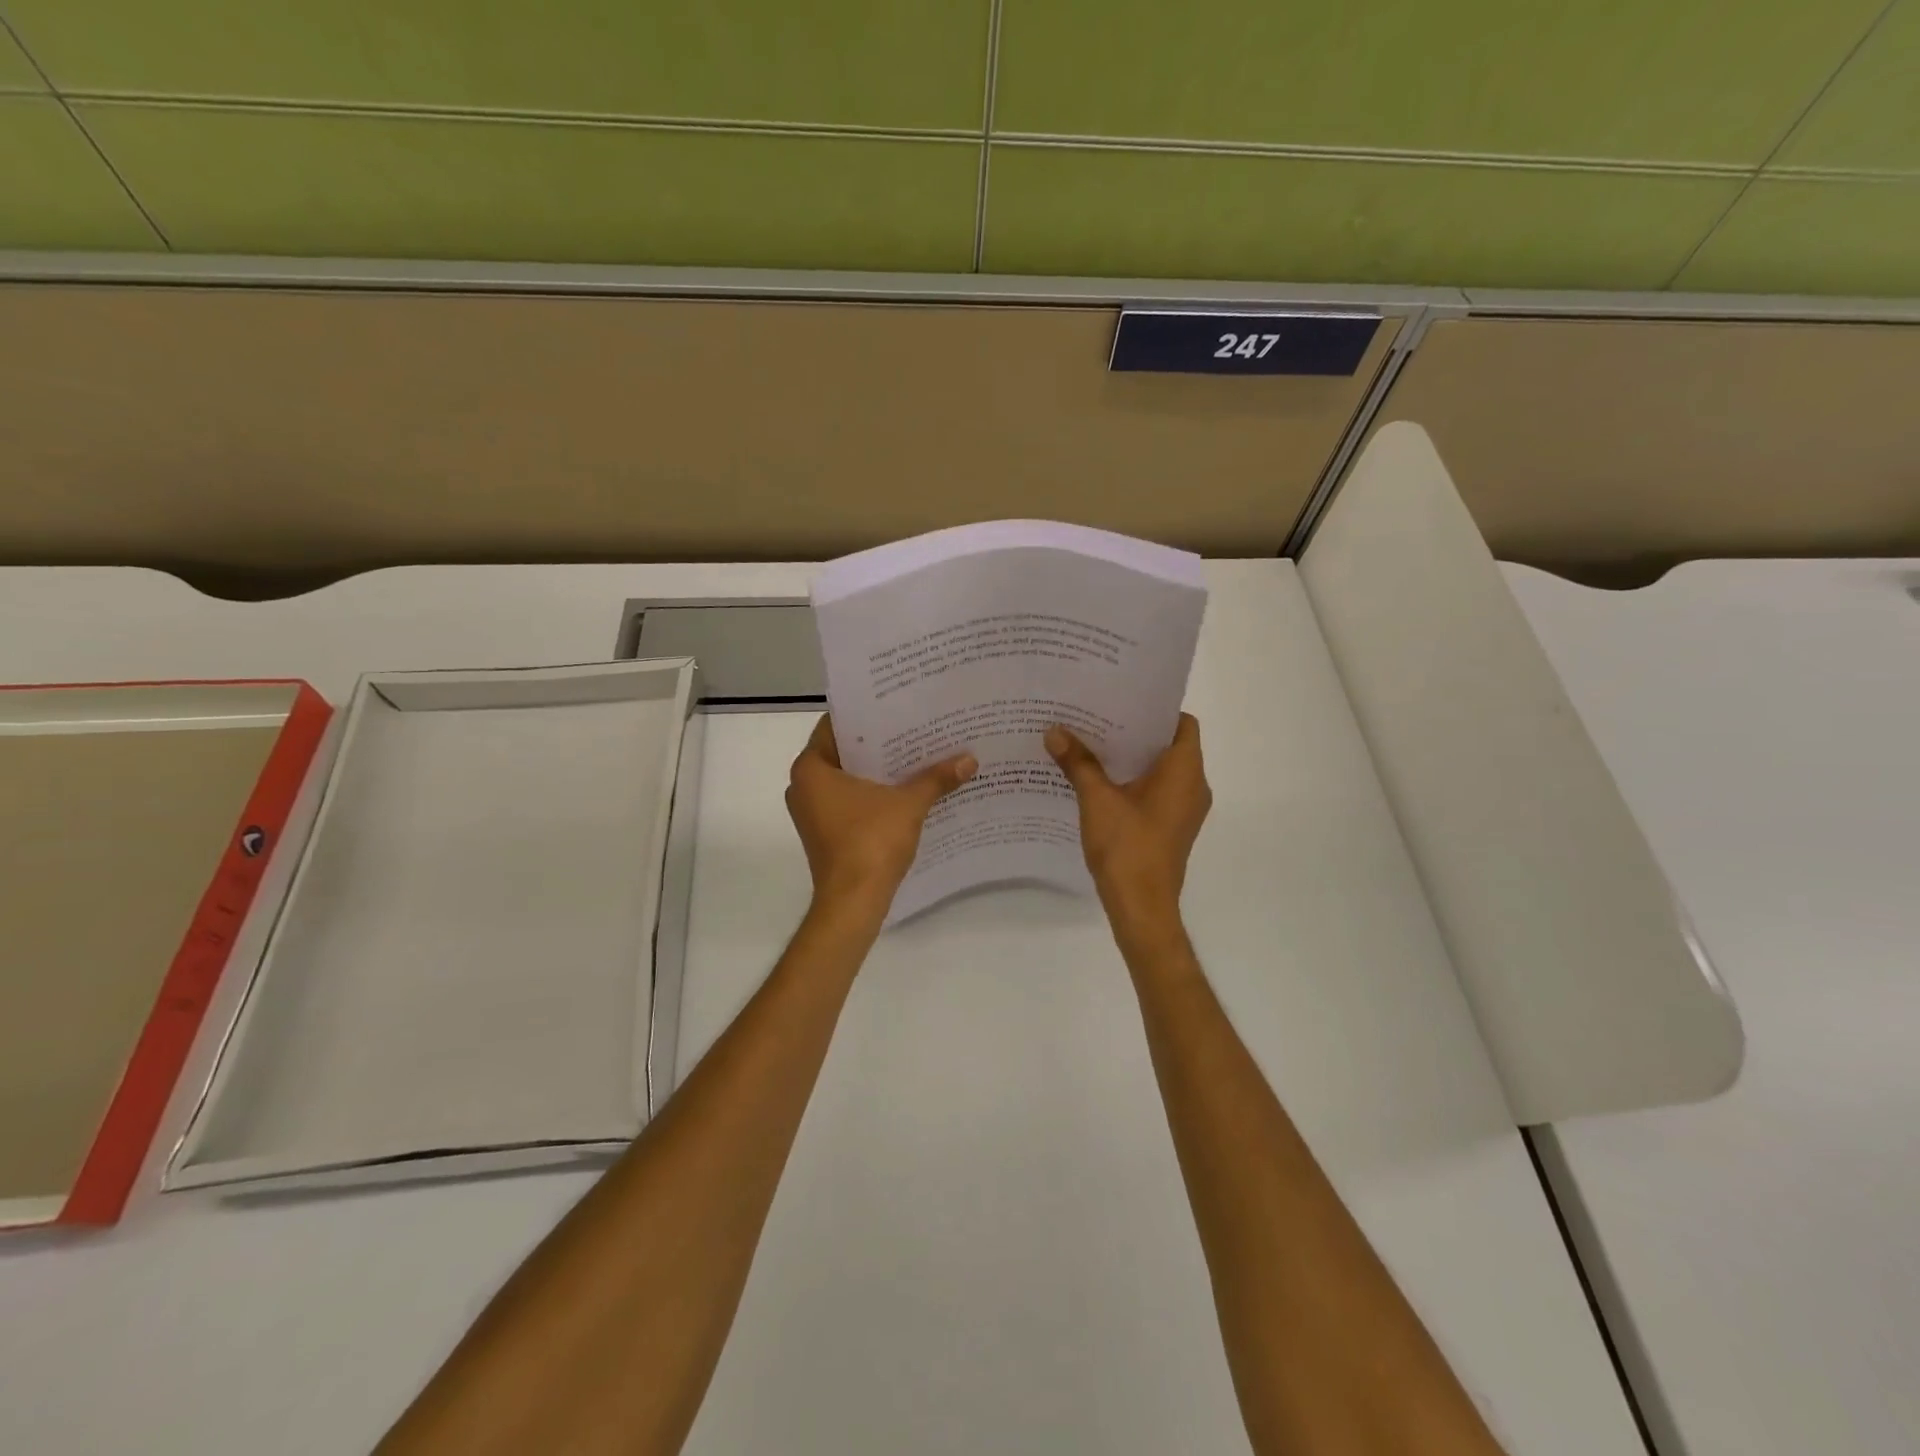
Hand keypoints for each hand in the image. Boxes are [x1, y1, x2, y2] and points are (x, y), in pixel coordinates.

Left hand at [786, 715, 976, 920]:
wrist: (853, 903)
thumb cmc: (870, 842)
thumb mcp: (909, 804)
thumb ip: (936, 778)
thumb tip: (970, 760)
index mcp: (810, 768)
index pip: (836, 725)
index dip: (867, 716)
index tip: (895, 707)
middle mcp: (802, 786)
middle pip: (844, 753)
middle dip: (878, 744)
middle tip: (913, 728)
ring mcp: (812, 813)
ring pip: (847, 780)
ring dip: (878, 772)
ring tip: (916, 756)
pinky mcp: (825, 834)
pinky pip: (849, 802)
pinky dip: (873, 795)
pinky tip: (906, 791)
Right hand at [1046, 715, 1210, 945]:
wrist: (1141, 907)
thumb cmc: (1127, 847)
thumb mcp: (1097, 799)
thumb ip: (1078, 762)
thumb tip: (1054, 730)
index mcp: (1185, 771)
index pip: (1182, 722)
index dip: (1156, 709)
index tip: (1123, 700)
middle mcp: (1194, 785)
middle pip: (1169, 744)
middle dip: (1135, 731)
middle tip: (1098, 717)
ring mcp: (1185, 809)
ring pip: (1162, 770)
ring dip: (1132, 758)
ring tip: (1093, 744)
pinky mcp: (1173, 827)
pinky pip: (1157, 791)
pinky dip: (1135, 781)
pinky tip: (1100, 781)